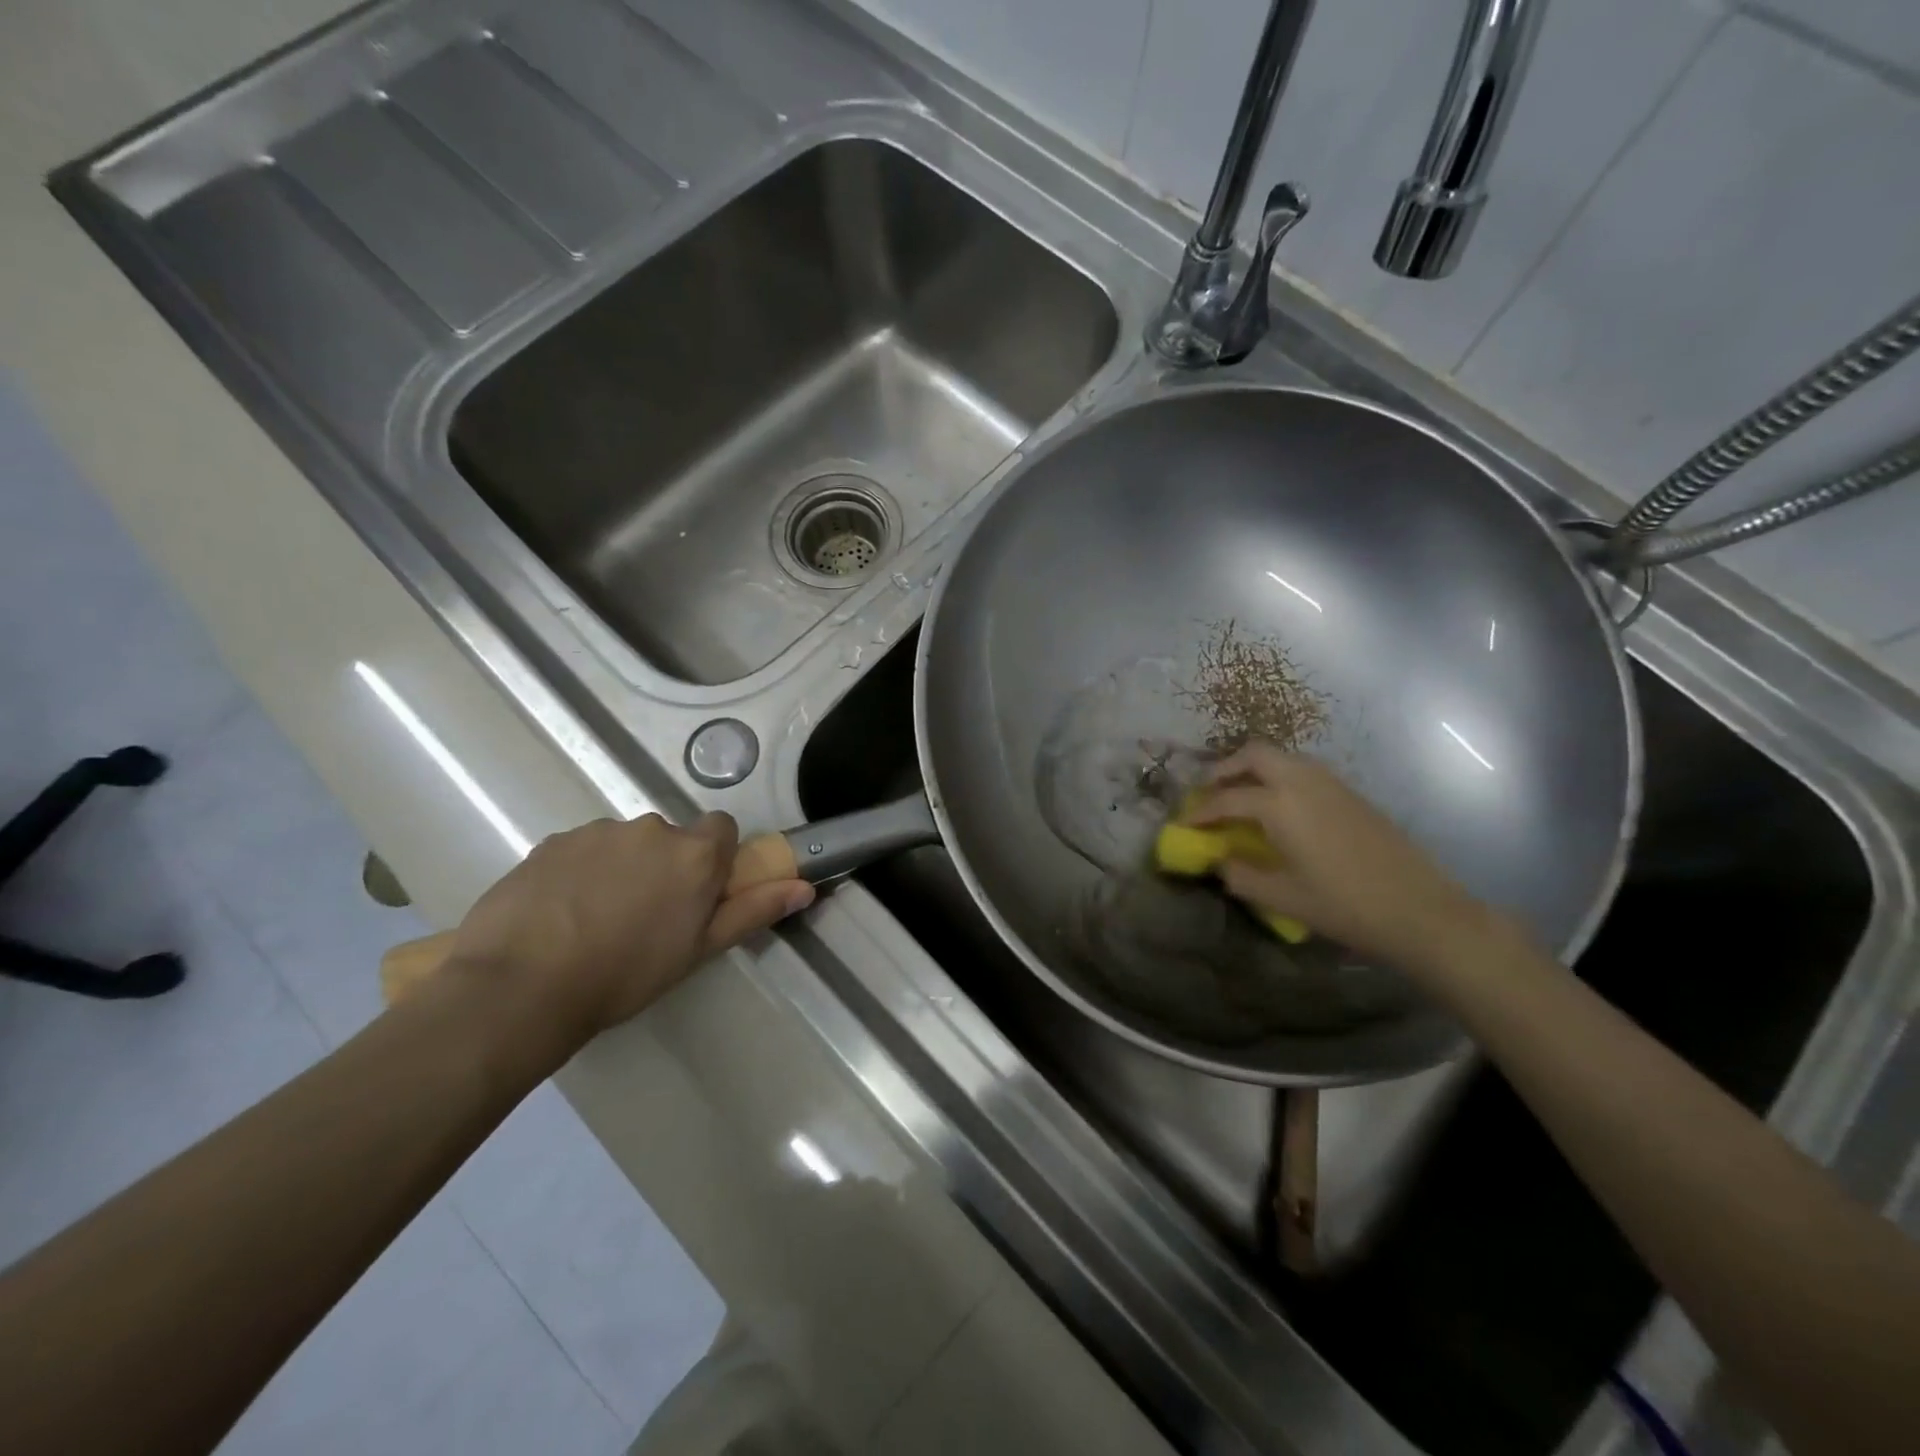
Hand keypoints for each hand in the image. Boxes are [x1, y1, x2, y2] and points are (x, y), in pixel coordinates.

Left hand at [445, 813, 813, 1049]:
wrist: (520, 987)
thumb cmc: (625, 974)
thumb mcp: (699, 950)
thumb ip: (753, 910)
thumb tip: (804, 887)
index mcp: (694, 853)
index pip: (722, 829)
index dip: (714, 858)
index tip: (698, 893)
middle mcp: (651, 828)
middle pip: (671, 838)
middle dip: (665, 866)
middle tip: (645, 917)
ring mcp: (597, 832)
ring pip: (624, 843)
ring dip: (622, 868)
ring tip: (595, 920)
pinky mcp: (551, 841)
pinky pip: (581, 849)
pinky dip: (580, 872)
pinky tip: (559, 914)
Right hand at [1189, 743, 1504, 976]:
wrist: (1421, 910)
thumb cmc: (1345, 906)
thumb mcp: (1282, 898)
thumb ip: (1241, 875)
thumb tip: (1220, 861)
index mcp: (1280, 805)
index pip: (1227, 798)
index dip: (1201, 810)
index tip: (1185, 823)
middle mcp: (1303, 782)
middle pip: (1254, 754)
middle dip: (1225, 768)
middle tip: (1209, 791)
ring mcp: (1332, 784)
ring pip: (1283, 757)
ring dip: (1254, 768)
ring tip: (1241, 795)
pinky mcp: (1352, 794)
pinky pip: (1304, 770)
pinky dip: (1280, 776)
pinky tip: (1281, 807)